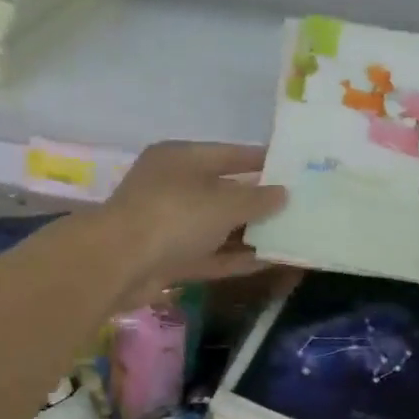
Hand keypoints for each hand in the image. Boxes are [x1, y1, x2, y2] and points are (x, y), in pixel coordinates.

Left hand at [98, 141, 286, 302]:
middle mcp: (175, 188)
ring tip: (292, 235)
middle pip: (225, 191)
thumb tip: (283, 194)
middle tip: (299, 205)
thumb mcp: (223, 203)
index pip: (229, 154)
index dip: (261, 160)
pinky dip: (238, 258)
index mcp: (181, 159)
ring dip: (252, 233)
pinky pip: (212, 255)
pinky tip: (272, 261)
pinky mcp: (171, 259)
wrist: (119, 264)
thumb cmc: (173, 216)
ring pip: (219, 227)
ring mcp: (171, 225)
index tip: (293, 168)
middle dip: (260, 200)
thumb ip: (257, 199)